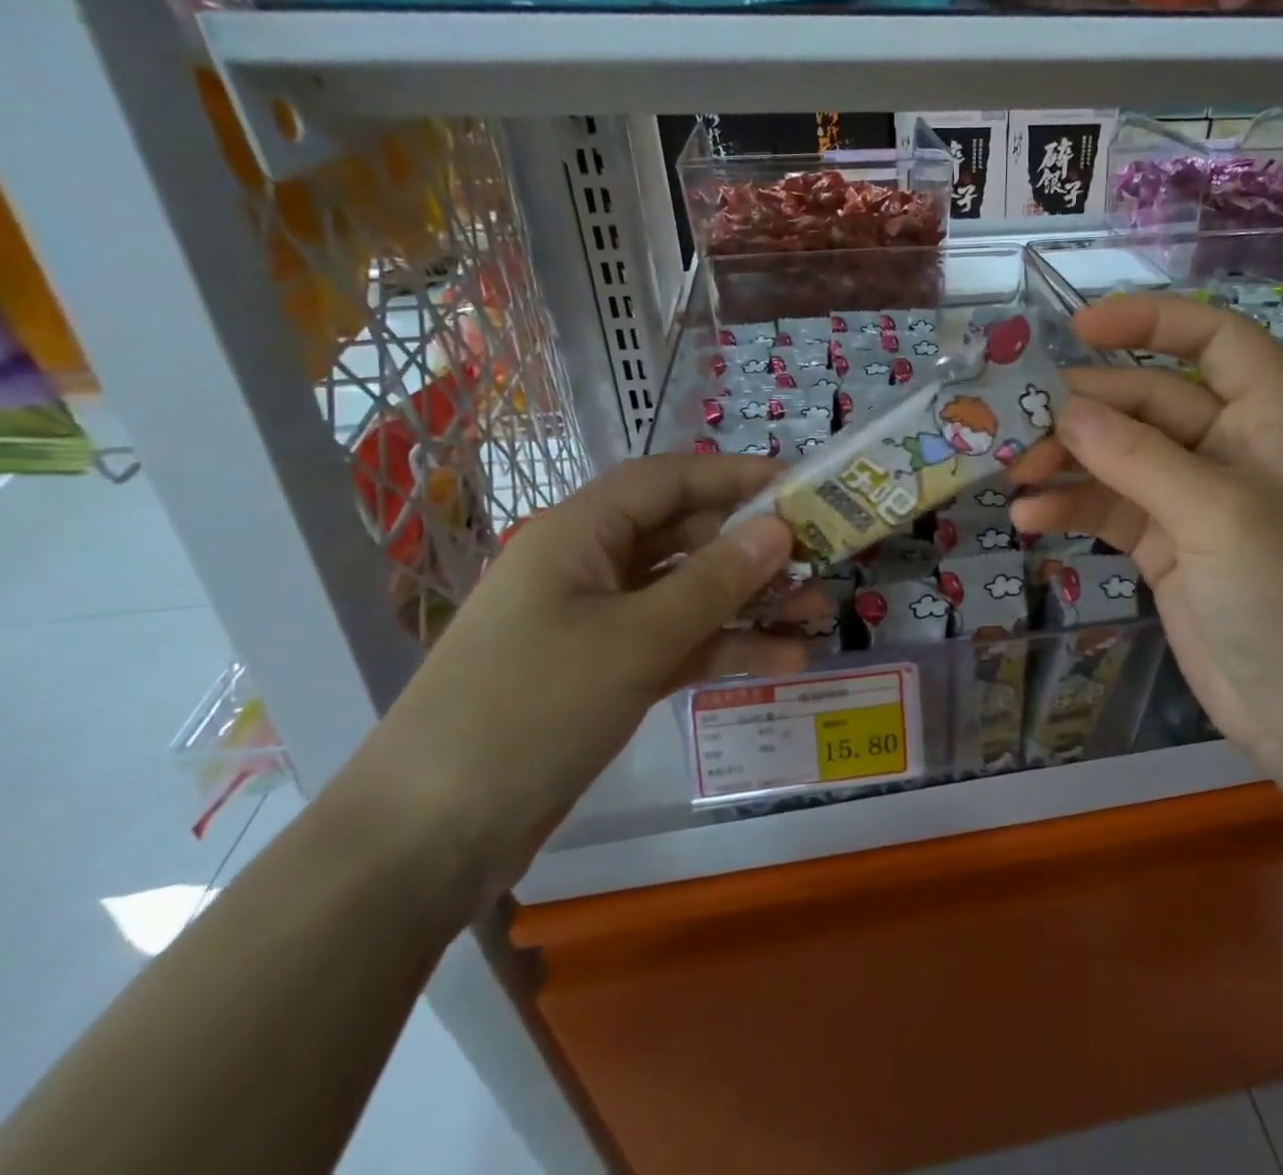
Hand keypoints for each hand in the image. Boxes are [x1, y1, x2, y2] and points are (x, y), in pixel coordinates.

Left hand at [345, 456, 805, 901]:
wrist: (427, 840)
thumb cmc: (528, 710)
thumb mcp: (633, 640)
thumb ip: (713, 582)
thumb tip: (779, 529)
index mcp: (578, 535)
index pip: (666, 481)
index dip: (733, 476)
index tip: (798, 488)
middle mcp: (590, 567)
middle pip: (685, 537)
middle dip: (754, 548)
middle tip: (821, 560)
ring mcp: (599, 624)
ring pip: (689, 594)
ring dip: (752, 602)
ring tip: (819, 614)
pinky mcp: (608, 673)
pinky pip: (679, 643)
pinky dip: (726, 648)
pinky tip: (785, 661)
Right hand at [1010, 295, 1282, 757]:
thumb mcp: (1216, 515)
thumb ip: (1138, 457)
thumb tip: (1067, 409)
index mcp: (1270, 418)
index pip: (1214, 341)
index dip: (1152, 322)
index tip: (1080, 329)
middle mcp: (1231, 447)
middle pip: (1147, 401)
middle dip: (1086, 412)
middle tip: (1021, 425)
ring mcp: (1193, 497)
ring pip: (1119, 455)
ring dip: (1067, 461)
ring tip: (1014, 474)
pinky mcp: (1164, 542)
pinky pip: (1109, 506)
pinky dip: (1071, 507)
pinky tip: (1029, 518)